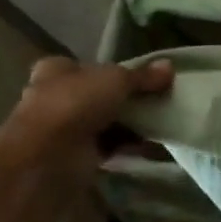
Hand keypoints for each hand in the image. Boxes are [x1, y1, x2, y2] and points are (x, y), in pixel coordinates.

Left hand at [0, 57, 174, 177]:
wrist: (50, 155)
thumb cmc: (76, 104)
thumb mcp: (116, 80)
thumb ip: (142, 75)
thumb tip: (170, 66)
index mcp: (54, 71)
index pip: (82, 66)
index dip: (108, 70)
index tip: (137, 78)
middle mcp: (54, 97)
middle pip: (96, 95)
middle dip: (123, 99)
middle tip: (154, 100)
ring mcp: (63, 129)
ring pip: (104, 121)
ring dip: (128, 124)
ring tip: (159, 122)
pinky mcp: (75, 155)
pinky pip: (109, 146)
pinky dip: (127, 145)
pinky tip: (150, 144)